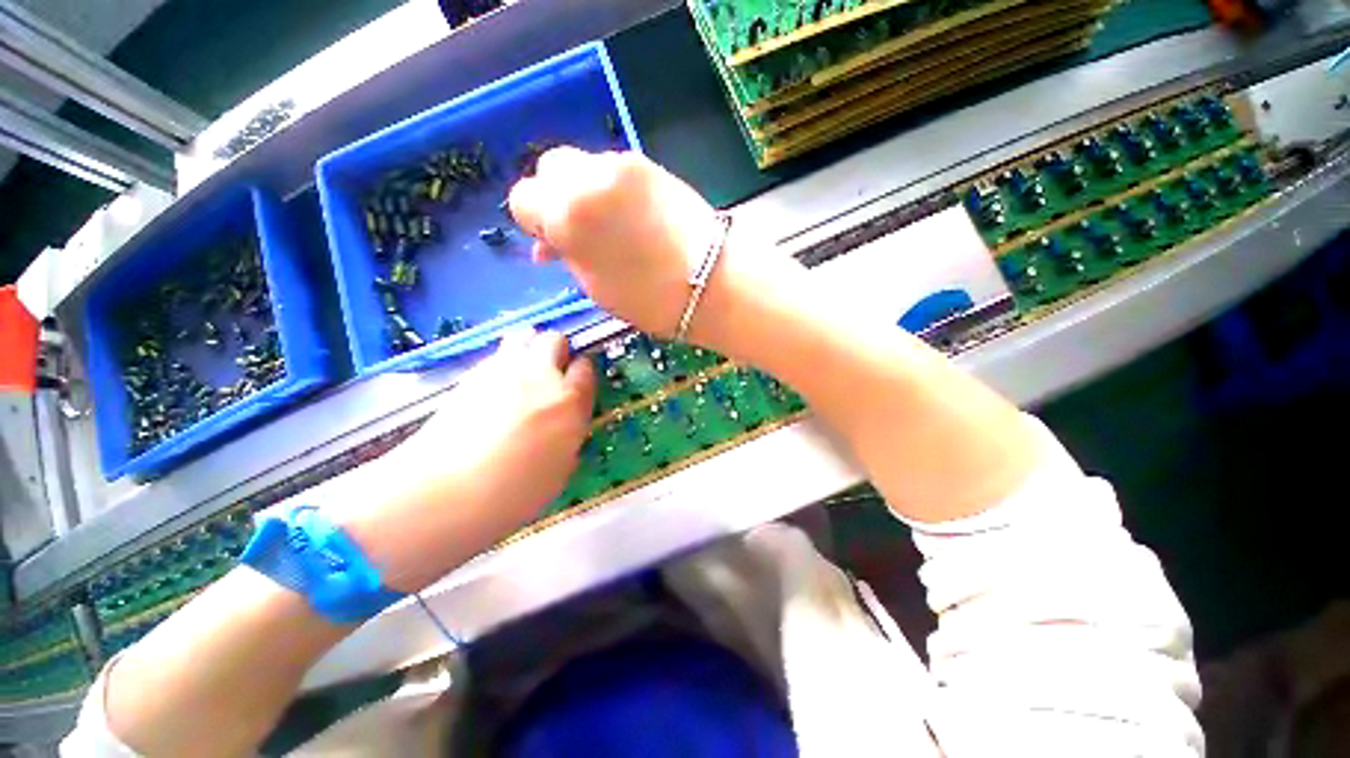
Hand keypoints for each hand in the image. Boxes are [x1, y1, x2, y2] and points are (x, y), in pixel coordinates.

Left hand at [335, 329, 595, 591]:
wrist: (445, 492)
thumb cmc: (515, 492)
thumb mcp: (561, 469)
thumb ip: (569, 434)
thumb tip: (566, 422)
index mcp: (569, 401)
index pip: (585, 368)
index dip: (582, 374)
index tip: (577, 385)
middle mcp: (540, 376)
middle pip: (555, 339)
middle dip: (557, 351)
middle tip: (552, 375)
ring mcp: (503, 370)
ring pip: (524, 336)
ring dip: (530, 347)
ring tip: (524, 372)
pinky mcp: (471, 374)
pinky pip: (497, 354)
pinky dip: (503, 361)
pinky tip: (496, 387)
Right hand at [508, 148, 725, 337]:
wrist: (712, 283)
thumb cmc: (649, 299)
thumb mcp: (594, 285)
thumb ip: (565, 255)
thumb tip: (548, 245)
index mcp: (566, 213)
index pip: (523, 198)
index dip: (535, 223)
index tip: (553, 244)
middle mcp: (588, 176)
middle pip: (550, 168)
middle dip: (555, 197)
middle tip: (577, 230)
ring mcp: (622, 164)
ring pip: (584, 166)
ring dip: (585, 191)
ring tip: (611, 226)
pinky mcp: (650, 163)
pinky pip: (614, 170)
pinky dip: (612, 189)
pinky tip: (631, 216)